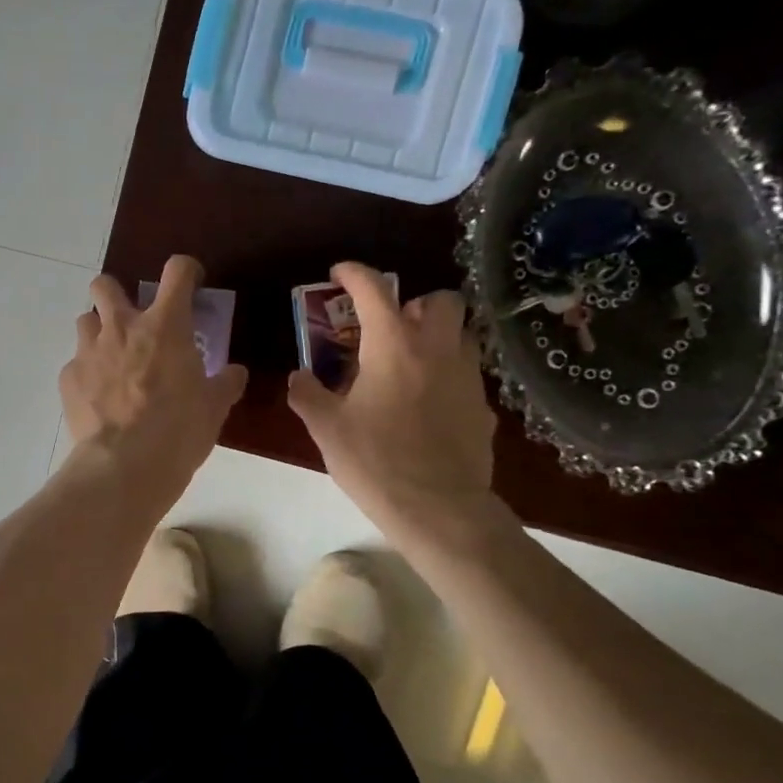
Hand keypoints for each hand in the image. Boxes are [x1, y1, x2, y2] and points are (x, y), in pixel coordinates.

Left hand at [61, 255, 247, 506]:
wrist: (124, 466)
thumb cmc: (179, 431)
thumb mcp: (214, 408)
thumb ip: (225, 384)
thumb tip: (234, 374)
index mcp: (165, 325)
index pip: (177, 271)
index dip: (186, 270)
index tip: (190, 283)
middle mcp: (122, 327)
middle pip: (106, 284)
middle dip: (117, 293)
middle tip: (132, 319)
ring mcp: (89, 350)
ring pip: (85, 320)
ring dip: (99, 332)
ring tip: (112, 360)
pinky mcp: (68, 378)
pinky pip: (76, 364)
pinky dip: (87, 373)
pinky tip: (99, 398)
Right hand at [287, 264, 498, 537]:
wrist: (438, 509)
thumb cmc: (375, 461)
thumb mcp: (326, 428)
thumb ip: (308, 394)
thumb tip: (299, 376)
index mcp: (393, 346)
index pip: (375, 290)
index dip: (354, 273)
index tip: (338, 273)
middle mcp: (437, 350)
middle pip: (441, 300)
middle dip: (415, 303)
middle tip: (389, 327)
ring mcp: (468, 377)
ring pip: (461, 335)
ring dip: (436, 336)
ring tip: (408, 364)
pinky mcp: (483, 407)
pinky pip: (466, 375)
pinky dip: (446, 376)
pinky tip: (426, 406)